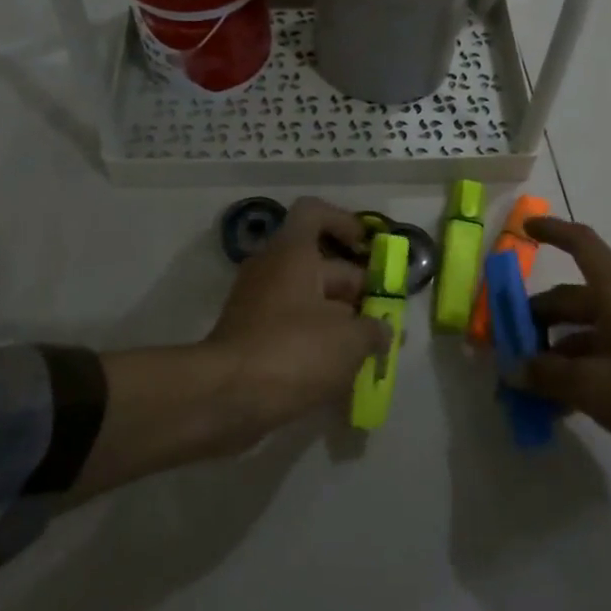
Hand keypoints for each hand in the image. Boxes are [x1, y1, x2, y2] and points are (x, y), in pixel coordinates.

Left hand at [206, 198, 390, 435]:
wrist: (226, 398)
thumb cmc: (293, 351)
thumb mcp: (349, 340)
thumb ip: (373, 330)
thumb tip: (382, 331)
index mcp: (292, 252)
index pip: (314, 212)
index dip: (343, 222)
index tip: (366, 247)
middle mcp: (271, 268)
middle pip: (321, 264)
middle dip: (356, 290)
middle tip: (384, 319)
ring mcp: (257, 304)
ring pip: (308, 299)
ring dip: (339, 320)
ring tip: (369, 351)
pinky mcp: (250, 337)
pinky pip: (291, 327)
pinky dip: (316, 342)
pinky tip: (340, 372)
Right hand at [513, 217, 610, 494]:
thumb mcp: (596, 386)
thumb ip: (548, 375)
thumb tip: (512, 368)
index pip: (581, 244)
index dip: (552, 231)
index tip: (524, 228)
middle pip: (571, 298)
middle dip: (535, 319)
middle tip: (504, 345)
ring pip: (585, 335)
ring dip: (553, 355)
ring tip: (524, 385)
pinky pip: (603, 361)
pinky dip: (578, 376)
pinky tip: (558, 408)